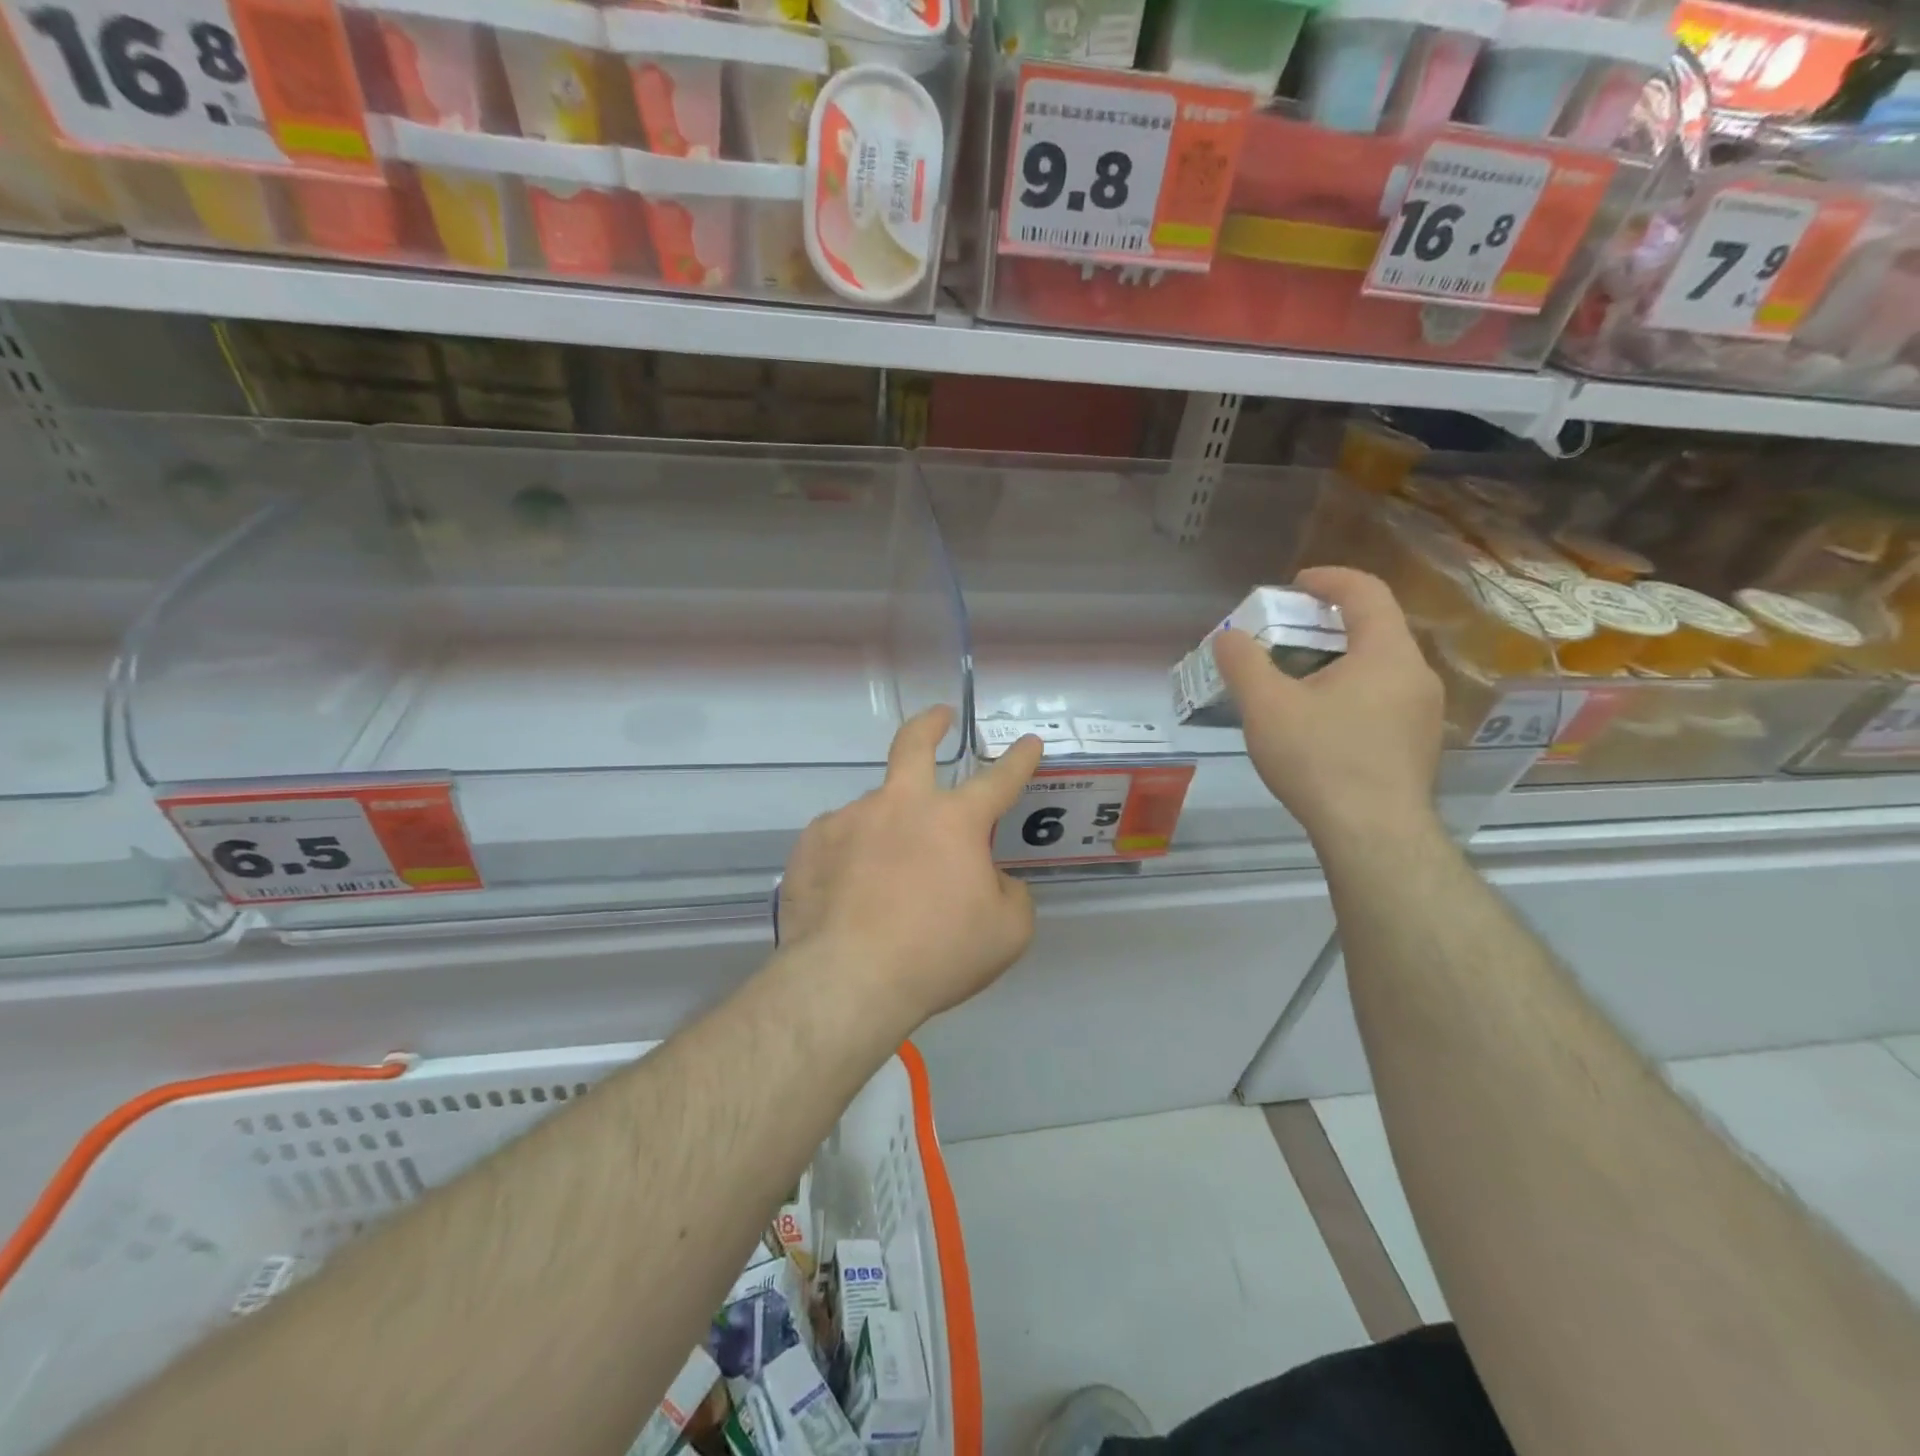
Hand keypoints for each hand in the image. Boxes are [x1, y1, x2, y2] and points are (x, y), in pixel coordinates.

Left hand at [778, 707, 1044, 1032]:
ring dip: (888, 829)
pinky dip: (852, 856)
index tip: (1028, 743)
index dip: (1018, 760)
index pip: (998, 779)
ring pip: (875, 810)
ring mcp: (849, 819)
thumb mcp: (1006, 932)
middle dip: (930, 725)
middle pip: (913, 744)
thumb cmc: (937, 954)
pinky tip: (850, 889)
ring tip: (885, 880)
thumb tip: (990, 879)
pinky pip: (840, 841)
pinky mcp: (812, 845)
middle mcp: (900, 805)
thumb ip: (1009, 894)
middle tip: (939, 717)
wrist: (848, 980)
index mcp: (954, 820)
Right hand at [1215, 566, 1443, 847]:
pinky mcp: (1418, 744)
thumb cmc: (1321, 759)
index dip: (1330, 579)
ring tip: (1298, 679)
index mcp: (1386, 653)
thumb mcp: (1267, 706)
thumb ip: (1244, 663)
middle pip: (1375, 628)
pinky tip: (1321, 721)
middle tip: (1288, 633)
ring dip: (1339, 659)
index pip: (1367, 592)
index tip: (1296, 583)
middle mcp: (1416, 674)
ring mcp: (1423, 712)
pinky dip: (1352, 690)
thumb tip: (1228, 637)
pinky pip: (1384, 698)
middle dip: (1329, 622)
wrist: (1373, 834)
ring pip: (1380, 667)